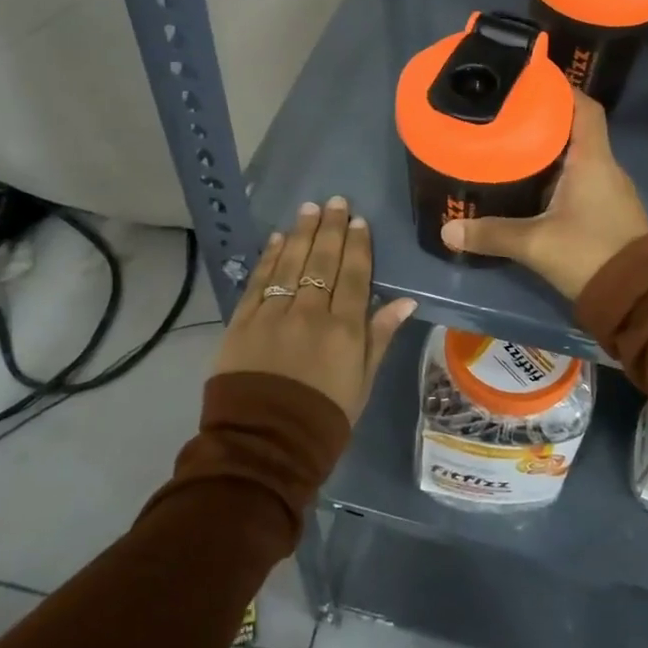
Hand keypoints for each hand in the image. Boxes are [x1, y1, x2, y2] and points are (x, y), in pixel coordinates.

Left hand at [215, 197, 416, 421]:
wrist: (263, 446)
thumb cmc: (323, 418)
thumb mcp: (362, 383)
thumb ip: (380, 337)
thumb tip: (406, 301)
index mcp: (345, 329)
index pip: (355, 276)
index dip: (358, 245)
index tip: (358, 220)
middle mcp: (310, 313)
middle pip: (323, 261)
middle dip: (330, 228)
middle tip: (334, 201)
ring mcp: (273, 314)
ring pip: (290, 263)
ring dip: (300, 233)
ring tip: (308, 208)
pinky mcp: (242, 323)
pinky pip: (258, 281)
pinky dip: (268, 257)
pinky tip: (276, 238)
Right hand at [440, 92, 647, 298]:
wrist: (639, 298)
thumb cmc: (590, 254)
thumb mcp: (535, 244)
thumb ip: (492, 235)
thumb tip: (448, 231)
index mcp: (593, 160)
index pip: (585, 108)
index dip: (562, 90)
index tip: (532, 82)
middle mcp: (605, 167)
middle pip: (577, 129)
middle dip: (546, 119)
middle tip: (508, 115)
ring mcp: (610, 190)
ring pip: (579, 156)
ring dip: (551, 148)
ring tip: (513, 144)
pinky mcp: (608, 211)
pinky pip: (582, 178)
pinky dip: (558, 173)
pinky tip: (533, 184)